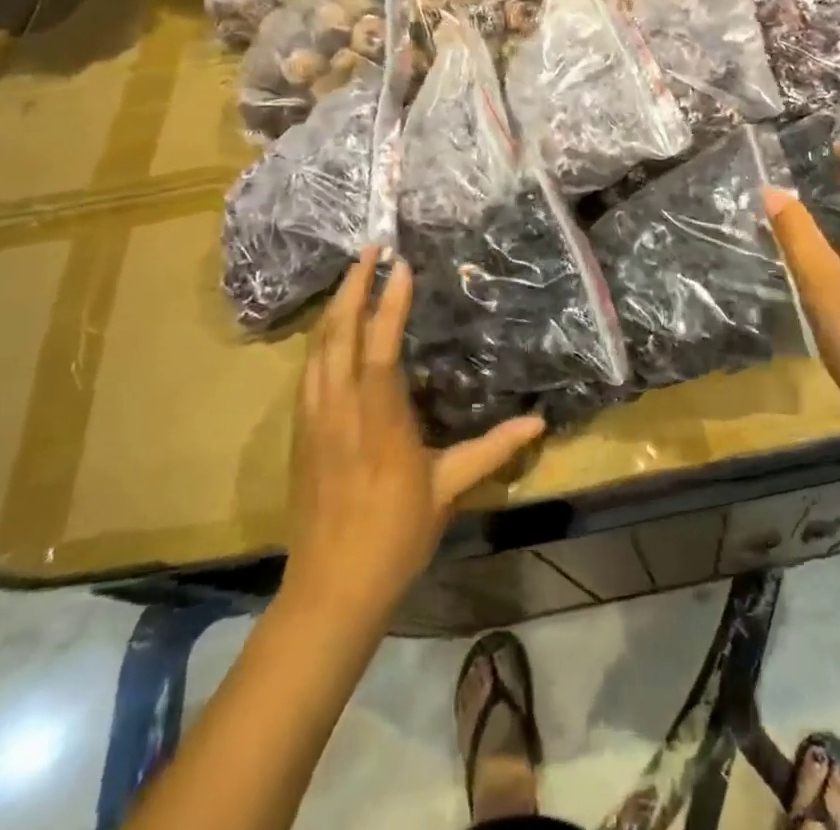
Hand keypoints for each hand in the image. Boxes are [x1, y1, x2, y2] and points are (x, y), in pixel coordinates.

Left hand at [284, 249, 543, 618]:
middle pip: (338, 334)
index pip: (380, 347)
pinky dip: (320, 338)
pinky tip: (330, 329)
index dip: (389, 302)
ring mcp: (313, 420)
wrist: (330, 590)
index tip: (400, 265)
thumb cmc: (395, 536)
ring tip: (351, 276)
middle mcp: (339, 409)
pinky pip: (307, 371)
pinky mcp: (300, 433)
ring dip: (334, 307)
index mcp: (379, 420)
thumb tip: (540, 423)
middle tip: (369, 249)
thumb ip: (492, 449)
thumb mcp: (449, 490)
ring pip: (317, 348)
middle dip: (353, 287)